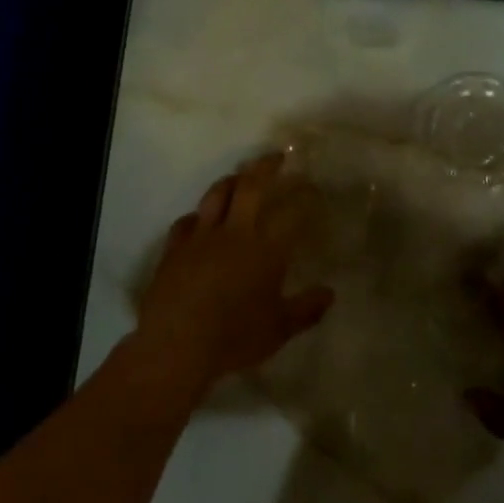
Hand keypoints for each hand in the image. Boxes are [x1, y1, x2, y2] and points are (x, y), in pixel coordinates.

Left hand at [135, 153, 334, 392]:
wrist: (175, 345)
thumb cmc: (233, 337)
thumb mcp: (279, 329)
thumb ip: (306, 310)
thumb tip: (329, 294)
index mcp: (265, 249)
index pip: (291, 212)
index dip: (304, 196)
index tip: (312, 188)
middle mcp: (234, 232)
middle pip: (250, 187)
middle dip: (265, 167)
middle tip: (277, 157)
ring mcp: (200, 237)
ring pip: (216, 195)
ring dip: (231, 180)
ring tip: (240, 176)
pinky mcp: (174, 248)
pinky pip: (186, 221)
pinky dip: (198, 216)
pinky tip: (200, 219)